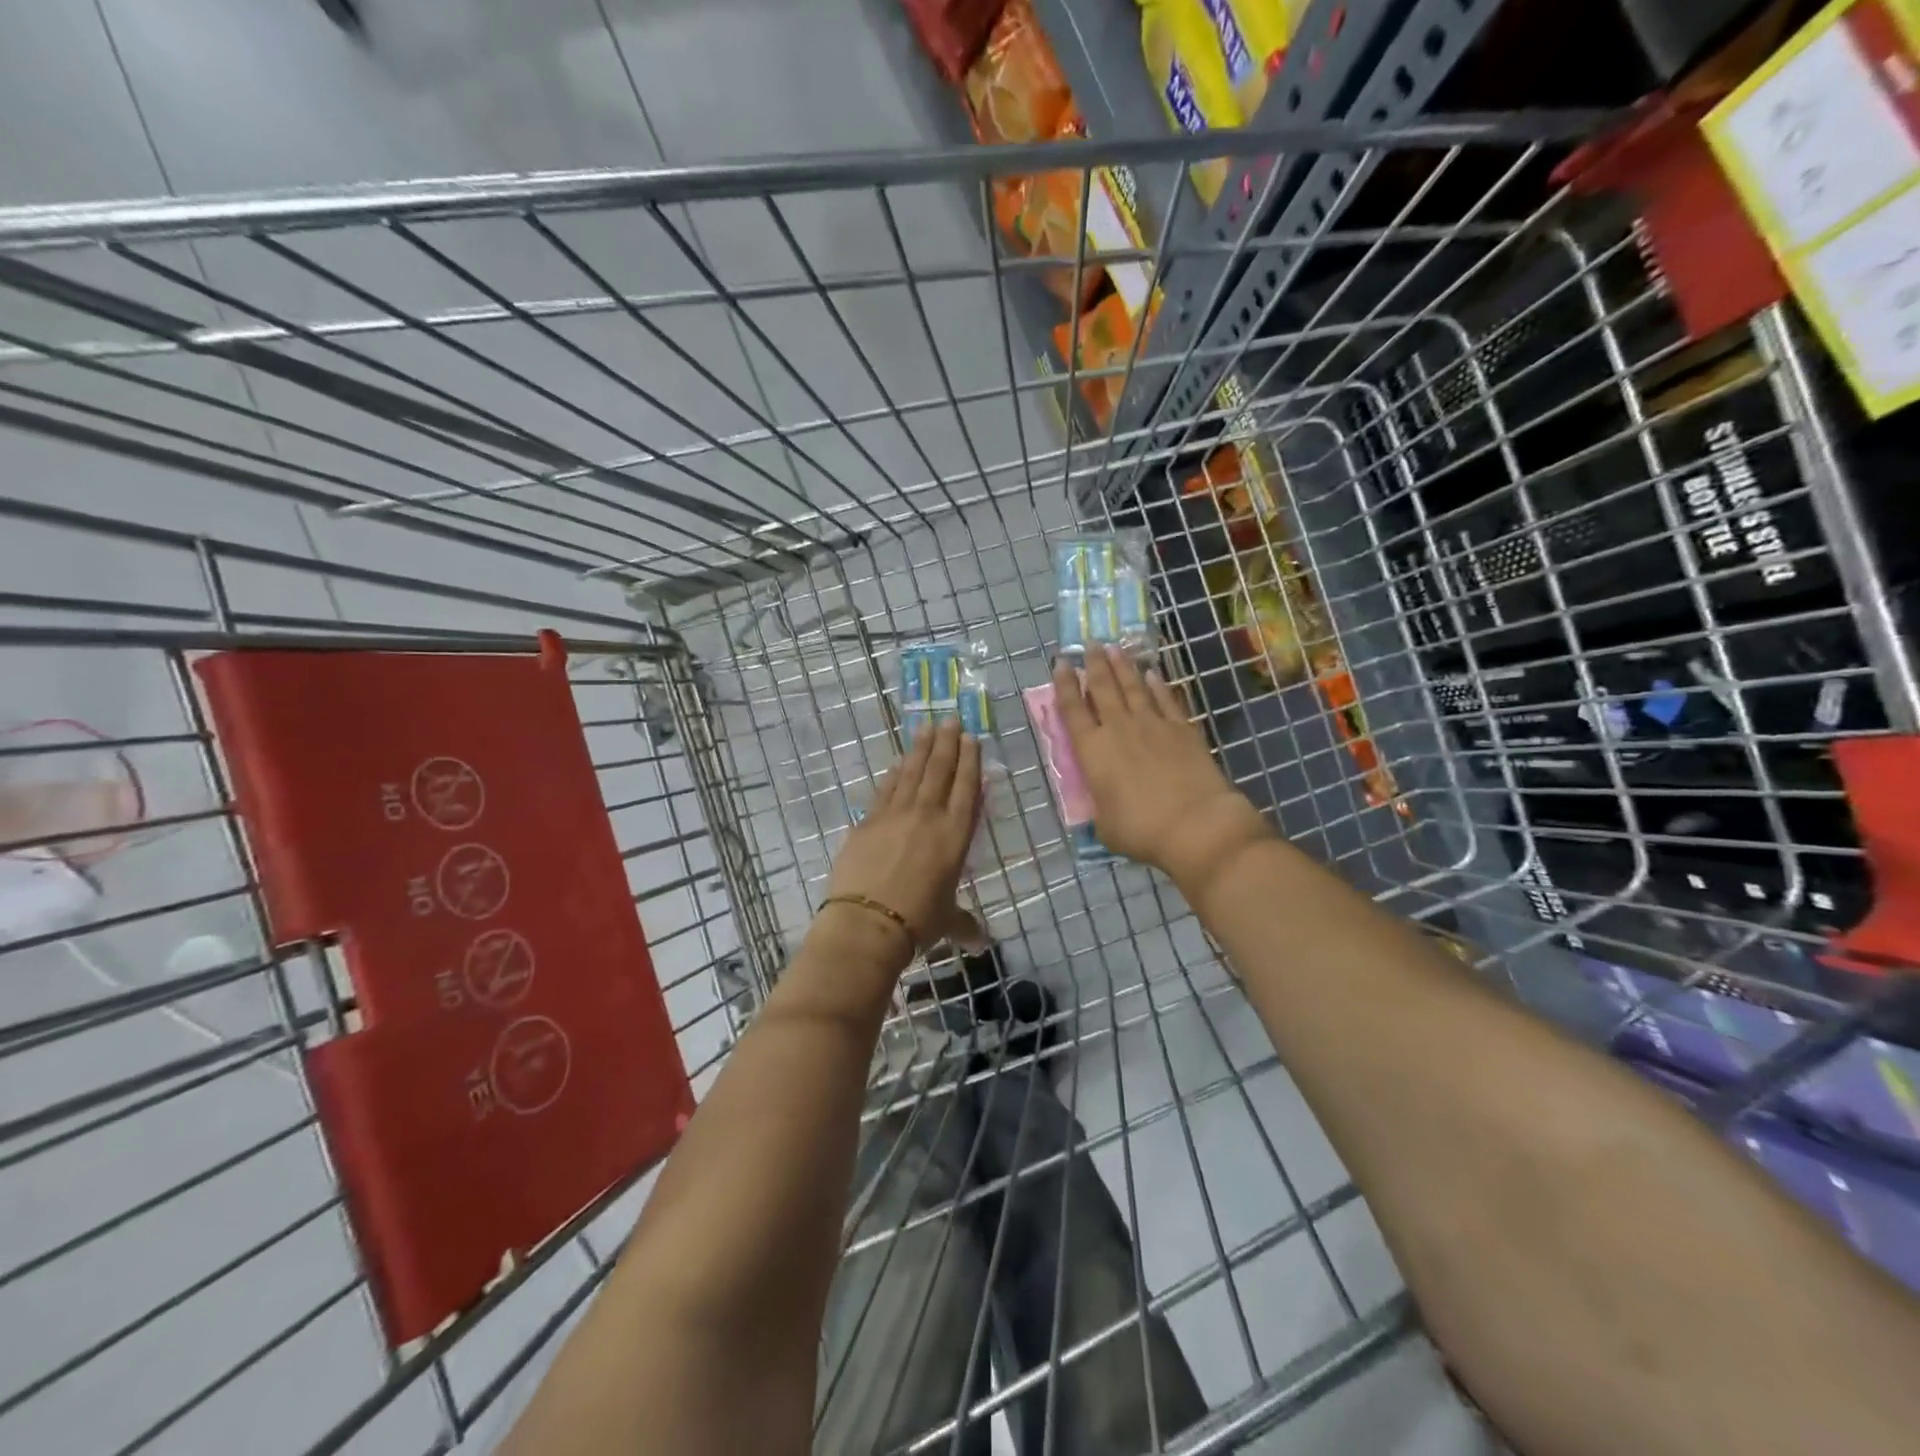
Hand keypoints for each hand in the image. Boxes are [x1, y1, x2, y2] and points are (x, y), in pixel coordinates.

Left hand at [823, 720, 980, 950]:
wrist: (867, 923)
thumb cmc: (917, 922)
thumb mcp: (947, 921)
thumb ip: (964, 924)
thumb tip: (980, 943)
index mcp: (954, 835)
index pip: (966, 789)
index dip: (969, 762)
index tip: (971, 738)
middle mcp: (928, 816)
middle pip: (939, 771)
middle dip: (946, 744)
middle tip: (950, 720)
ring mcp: (895, 815)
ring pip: (911, 773)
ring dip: (920, 749)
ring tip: (926, 727)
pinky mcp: (867, 821)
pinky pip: (885, 790)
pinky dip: (893, 774)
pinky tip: (897, 763)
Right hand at [1052, 646, 1268, 885]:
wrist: (1196, 824)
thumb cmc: (1141, 830)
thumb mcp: (1105, 824)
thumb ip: (1100, 805)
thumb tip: (1104, 800)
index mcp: (1093, 751)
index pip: (1072, 710)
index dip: (1065, 685)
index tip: (1062, 663)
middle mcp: (1119, 729)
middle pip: (1103, 688)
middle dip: (1095, 664)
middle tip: (1090, 644)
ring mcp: (1153, 725)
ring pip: (1133, 687)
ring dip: (1123, 666)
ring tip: (1115, 648)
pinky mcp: (1183, 729)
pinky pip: (1167, 699)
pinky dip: (1158, 685)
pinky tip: (1153, 674)